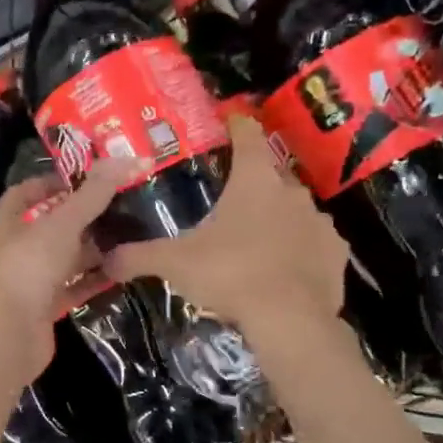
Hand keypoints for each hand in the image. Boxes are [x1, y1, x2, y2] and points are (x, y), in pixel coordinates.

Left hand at [0, 159, 141, 380]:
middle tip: (118, 207)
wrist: (6, 334)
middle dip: (80, 218)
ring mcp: (26, 282)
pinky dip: (92, 281)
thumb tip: (129, 158)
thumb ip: (94, 194)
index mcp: (5, 222)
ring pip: (62, 260)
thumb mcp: (62, 223)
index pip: (25, 193)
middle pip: (48, 227)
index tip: (85, 179)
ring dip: (89, 250)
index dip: (52, 182)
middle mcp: (12, 250)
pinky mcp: (41, 310)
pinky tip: (121, 271)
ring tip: (126, 237)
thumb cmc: (27, 267)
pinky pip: (71, 289)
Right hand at [103, 115, 347, 335]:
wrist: (290, 320)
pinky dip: (299, 249)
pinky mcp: (337, 254)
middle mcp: (292, 192)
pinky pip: (314, 243)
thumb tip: (105, 259)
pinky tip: (283, 268)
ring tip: (254, 240)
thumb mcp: (175, 264)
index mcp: (254, 181)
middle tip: (229, 198)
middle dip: (252, 182)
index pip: (248, 135)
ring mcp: (319, 223)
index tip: (228, 122)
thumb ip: (138, 257)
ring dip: (276, 217)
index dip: (236, 125)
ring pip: (294, 209)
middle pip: (271, 174)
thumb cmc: (230, 274)